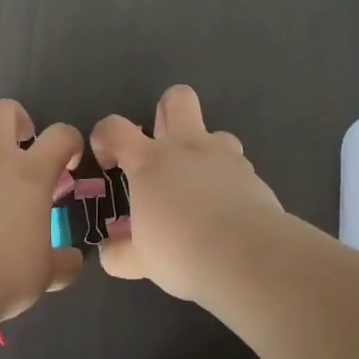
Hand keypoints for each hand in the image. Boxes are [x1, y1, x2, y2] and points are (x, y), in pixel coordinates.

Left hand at [0, 99, 84, 322]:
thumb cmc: (6, 270)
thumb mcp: (45, 273)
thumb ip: (62, 262)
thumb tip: (72, 260)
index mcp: (30, 174)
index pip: (60, 135)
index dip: (71, 142)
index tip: (71, 164)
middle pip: (2, 111)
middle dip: (18, 119)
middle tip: (25, 145)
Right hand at [92, 84, 289, 302]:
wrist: (248, 258)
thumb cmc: (181, 251)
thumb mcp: (141, 260)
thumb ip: (120, 252)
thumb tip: (108, 252)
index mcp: (150, 161)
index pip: (115, 127)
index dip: (105, 137)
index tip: (109, 162)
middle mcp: (186, 147)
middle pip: (177, 99)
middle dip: (167, 111)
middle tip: (161, 145)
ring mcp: (225, 157)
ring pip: (216, 133)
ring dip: (205, 151)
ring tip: (200, 185)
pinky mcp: (254, 176)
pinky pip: (237, 168)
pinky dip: (228, 183)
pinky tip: (227, 212)